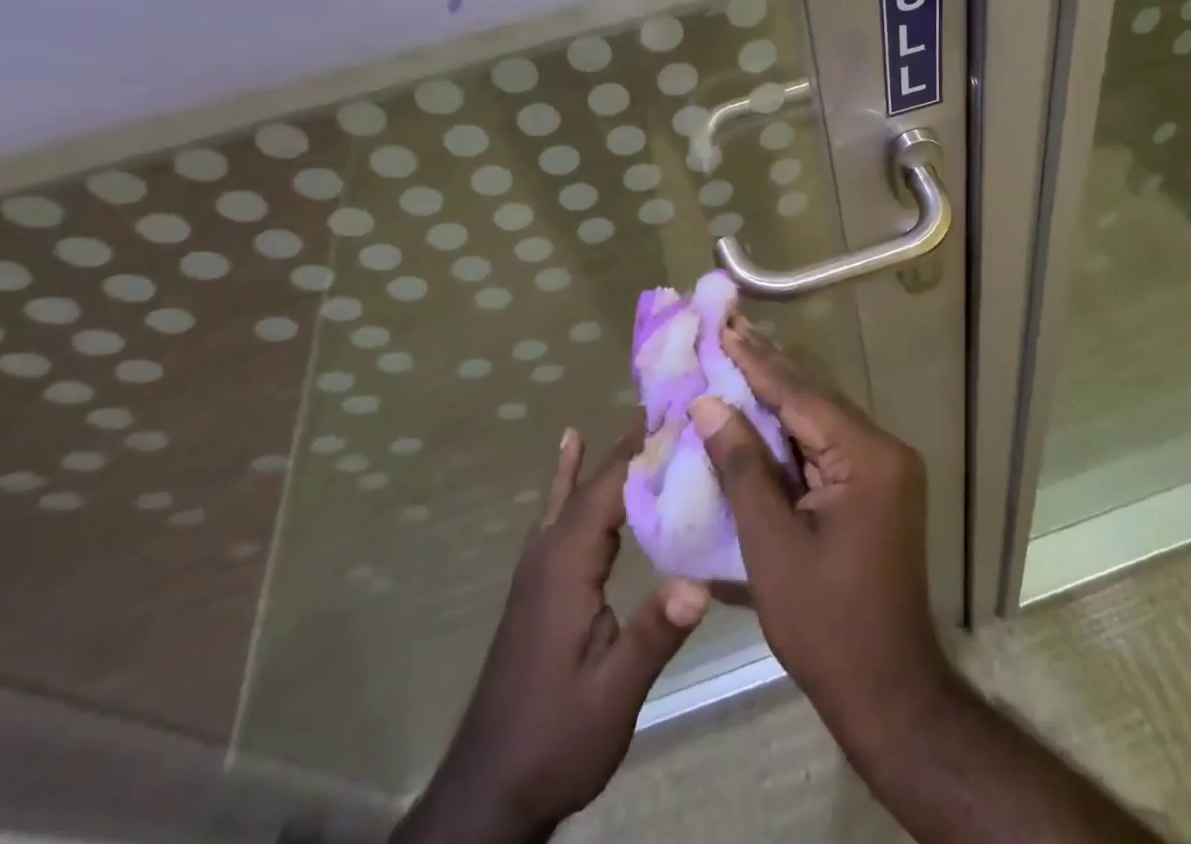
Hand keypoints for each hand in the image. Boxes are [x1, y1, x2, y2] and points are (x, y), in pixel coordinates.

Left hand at [394, 428, 709, 843]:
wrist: (491, 790)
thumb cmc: (555, 739)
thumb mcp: (612, 696)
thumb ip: (652, 636)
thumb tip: (700, 582)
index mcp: (568, 565)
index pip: (612, 487)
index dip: (646, 446)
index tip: (684, 408)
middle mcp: (549, 550)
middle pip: (596, 480)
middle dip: (634, 440)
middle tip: (675, 400)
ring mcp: (539, 563)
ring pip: (577, 489)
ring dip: (610, 452)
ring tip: (641, 414)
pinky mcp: (540, 579)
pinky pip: (558, 509)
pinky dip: (569, 473)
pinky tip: (570, 445)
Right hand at [691, 318, 950, 747]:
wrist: (887, 689)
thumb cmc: (825, 624)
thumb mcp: (771, 545)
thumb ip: (742, 468)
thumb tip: (709, 404)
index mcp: (866, 457)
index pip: (801, 395)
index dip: (756, 362)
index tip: (723, 327)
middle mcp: (884, 449)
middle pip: (814, 398)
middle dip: (767, 366)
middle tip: (727, 326)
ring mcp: (884, 467)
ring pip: (820, 417)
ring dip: (777, 392)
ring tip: (736, 353)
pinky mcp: (876, 485)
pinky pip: (827, 442)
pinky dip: (791, 427)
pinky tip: (760, 408)